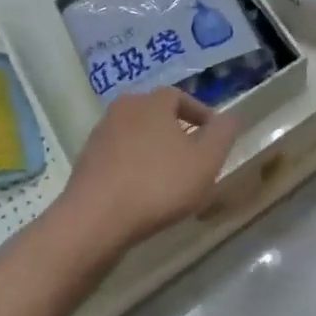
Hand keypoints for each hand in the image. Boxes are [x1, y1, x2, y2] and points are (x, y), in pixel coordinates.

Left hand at [58, 88, 241, 253]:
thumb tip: (229, 117)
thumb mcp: (205, 161)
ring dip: (153, 150)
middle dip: (176, 131)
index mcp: (152, 102)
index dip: (200, 114)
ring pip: (136, 135)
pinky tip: (143, 190)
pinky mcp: (86, 161)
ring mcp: (99, 135)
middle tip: (193, 156)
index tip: (214, 135)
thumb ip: (222, 134)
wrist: (95, 219)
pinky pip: (119, 156)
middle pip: (155, 114)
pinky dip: (134, 166)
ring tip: (169, 176)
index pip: (180, 96)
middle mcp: (122, 110)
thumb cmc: (158, 184)